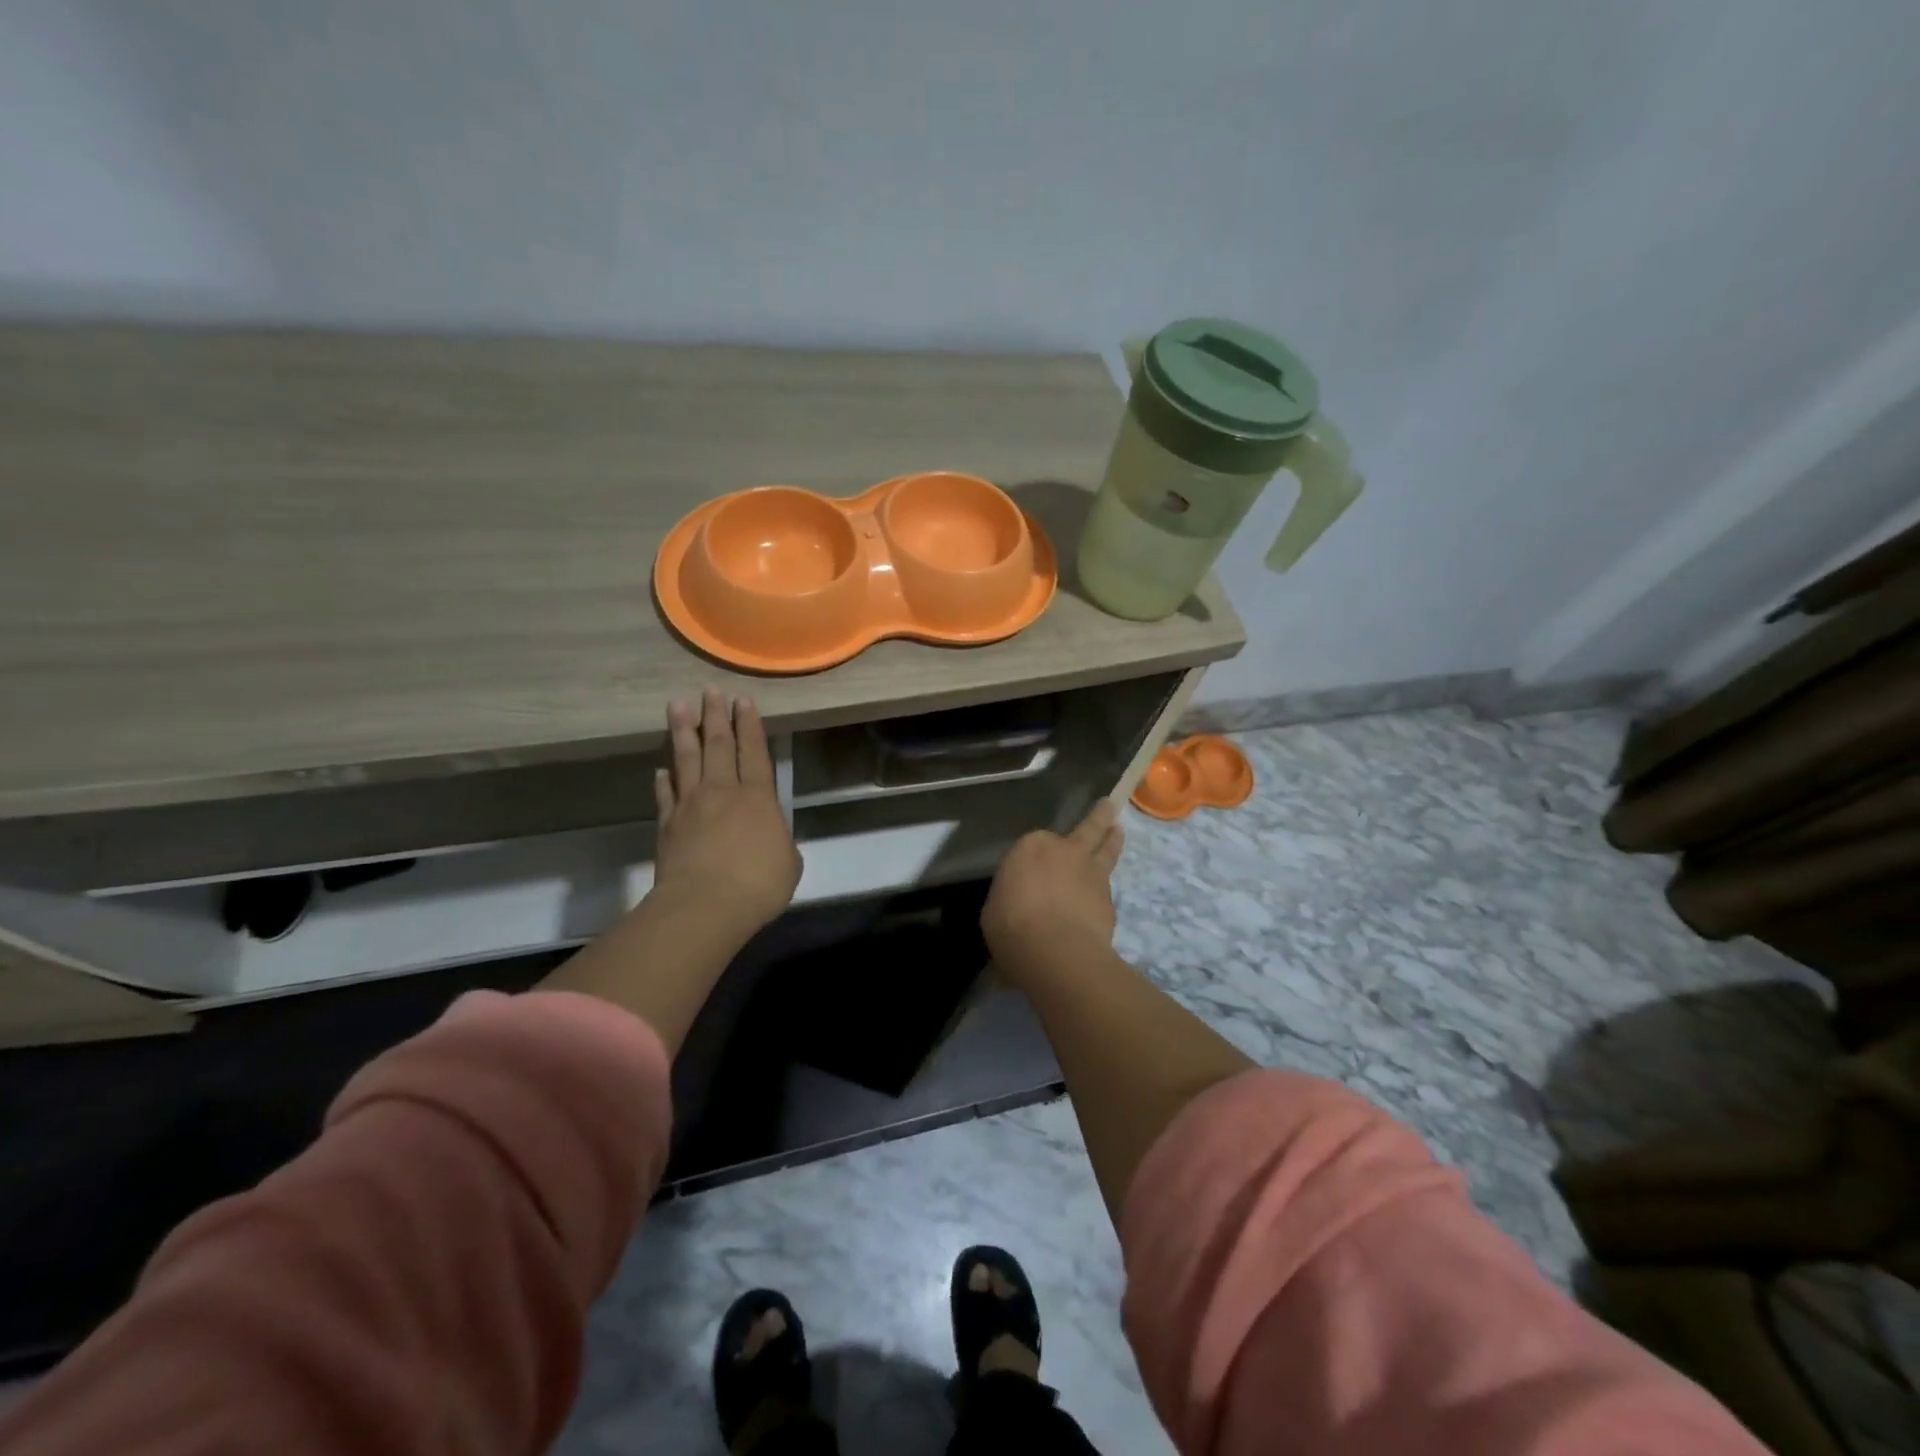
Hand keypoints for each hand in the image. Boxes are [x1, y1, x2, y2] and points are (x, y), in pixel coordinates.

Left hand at [650, 688, 801, 937]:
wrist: (705, 906)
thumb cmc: (758, 884)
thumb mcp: (788, 862)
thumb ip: (779, 840)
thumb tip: (771, 835)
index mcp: (758, 797)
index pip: (753, 751)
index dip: (749, 725)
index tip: (743, 700)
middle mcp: (723, 791)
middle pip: (717, 745)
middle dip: (715, 716)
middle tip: (710, 690)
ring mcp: (691, 806)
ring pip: (687, 760)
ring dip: (683, 731)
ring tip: (678, 706)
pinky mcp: (668, 825)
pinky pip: (666, 795)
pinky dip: (664, 780)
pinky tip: (661, 769)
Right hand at [981, 799, 1124, 973]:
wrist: (1055, 950)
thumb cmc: (1011, 925)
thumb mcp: (996, 906)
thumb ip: (1013, 894)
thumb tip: (1020, 899)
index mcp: (1032, 846)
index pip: (1037, 841)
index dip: (1038, 853)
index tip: (1033, 864)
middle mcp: (1066, 850)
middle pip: (1088, 827)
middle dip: (1099, 815)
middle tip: (1109, 804)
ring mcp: (1092, 873)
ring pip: (1108, 848)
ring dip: (1113, 838)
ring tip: (1118, 830)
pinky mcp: (1110, 899)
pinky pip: (1108, 887)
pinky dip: (1106, 888)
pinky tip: (1103, 898)